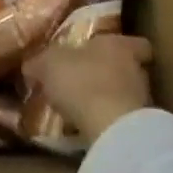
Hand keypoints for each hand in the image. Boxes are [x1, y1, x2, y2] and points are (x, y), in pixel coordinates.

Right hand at [22, 34, 153, 146]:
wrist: (111, 129)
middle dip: (109, 74)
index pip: (136, 43)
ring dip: (108, 99)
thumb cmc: (82, 81)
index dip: (125, 47)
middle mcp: (136, 69)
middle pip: (129, 68)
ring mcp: (141, 100)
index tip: (107, 53)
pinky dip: (107, 122)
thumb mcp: (49, 65)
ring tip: (83, 108)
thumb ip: (40, 62)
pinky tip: (88, 127)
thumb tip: (30, 66)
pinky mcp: (138, 129)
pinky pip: (121, 120)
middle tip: (86, 81)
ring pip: (126, 95)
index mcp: (119, 44)